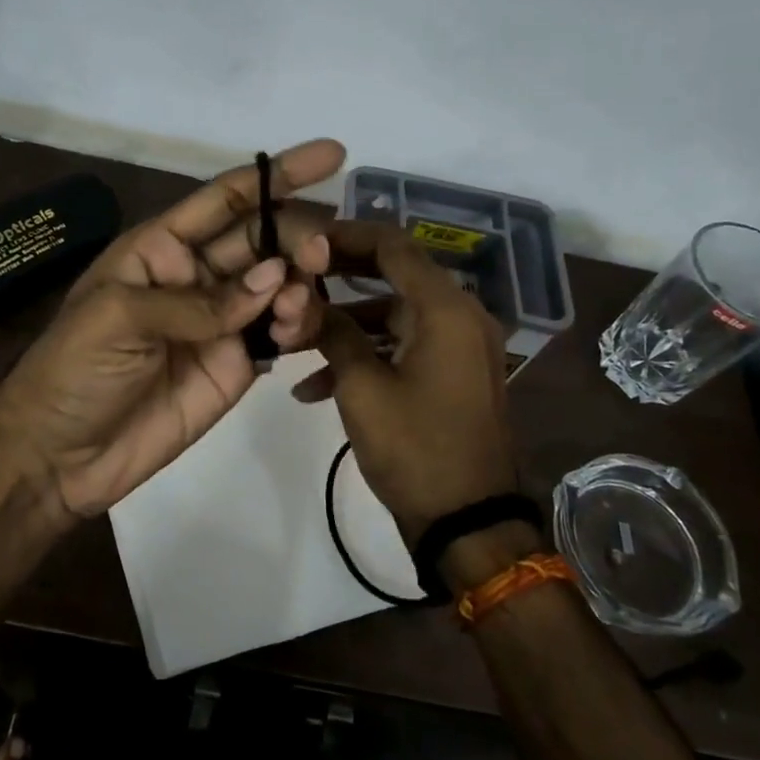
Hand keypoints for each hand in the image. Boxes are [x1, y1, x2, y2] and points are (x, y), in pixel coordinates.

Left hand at [0, 140, 341, 518]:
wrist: (60, 456)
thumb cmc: (73, 369)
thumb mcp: (119, 317)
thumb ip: (198, 300)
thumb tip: (273, 280)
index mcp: (162, 247)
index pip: (226, 199)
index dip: (276, 174)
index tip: (331, 155)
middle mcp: (198, 275)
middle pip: (262, 238)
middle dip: (297, 234)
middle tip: (321, 249)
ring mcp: (222, 321)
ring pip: (279, 284)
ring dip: (300, 281)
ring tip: (299, 297)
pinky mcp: (239, 364)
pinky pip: (280, 332)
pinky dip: (298, 324)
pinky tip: (293, 330)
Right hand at [297, 221, 518, 543]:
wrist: (467, 523)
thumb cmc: (414, 448)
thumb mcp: (362, 388)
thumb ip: (333, 334)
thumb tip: (305, 301)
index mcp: (446, 310)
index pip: (394, 246)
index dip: (346, 236)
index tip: (304, 242)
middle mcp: (459, 317)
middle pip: (393, 277)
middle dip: (338, 280)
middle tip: (294, 280)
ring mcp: (457, 348)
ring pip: (392, 316)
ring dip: (344, 327)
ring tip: (292, 345)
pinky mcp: (450, 374)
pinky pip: (403, 348)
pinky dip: (366, 357)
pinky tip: (313, 389)